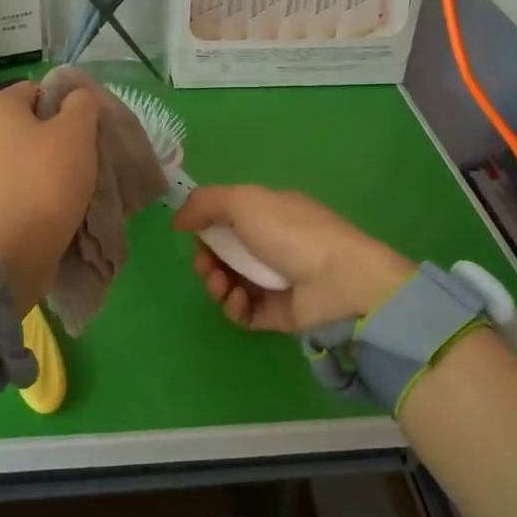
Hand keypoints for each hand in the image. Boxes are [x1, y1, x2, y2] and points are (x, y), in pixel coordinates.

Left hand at [0, 82, 100, 313]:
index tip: (86, 133)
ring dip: (45, 168)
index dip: (66, 107)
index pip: (37, 90)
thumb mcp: (77, 132)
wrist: (10, 253)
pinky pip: (13, 187)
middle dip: (55, 139)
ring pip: (20, 158)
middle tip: (83, 159)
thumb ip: (82, 104)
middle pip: (27, 125)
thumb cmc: (44, 182)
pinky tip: (52, 206)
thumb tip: (78, 97)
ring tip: (72, 187)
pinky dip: (31, 192)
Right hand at [173, 185, 413, 334]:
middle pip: (223, 256)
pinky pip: (244, 312)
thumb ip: (205, 203)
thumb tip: (178, 220)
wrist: (339, 280)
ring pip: (229, 285)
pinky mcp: (277, 314)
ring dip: (216, 285)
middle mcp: (271, 246)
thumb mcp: (244, 201)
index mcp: (268, 215)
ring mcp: (275, 282)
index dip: (205, 230)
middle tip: (206, 266)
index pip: (227, 221)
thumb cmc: (290, 232)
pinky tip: (241, 300)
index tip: (194, 236)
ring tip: (222, 285)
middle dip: (205, 261)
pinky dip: (235, 307)